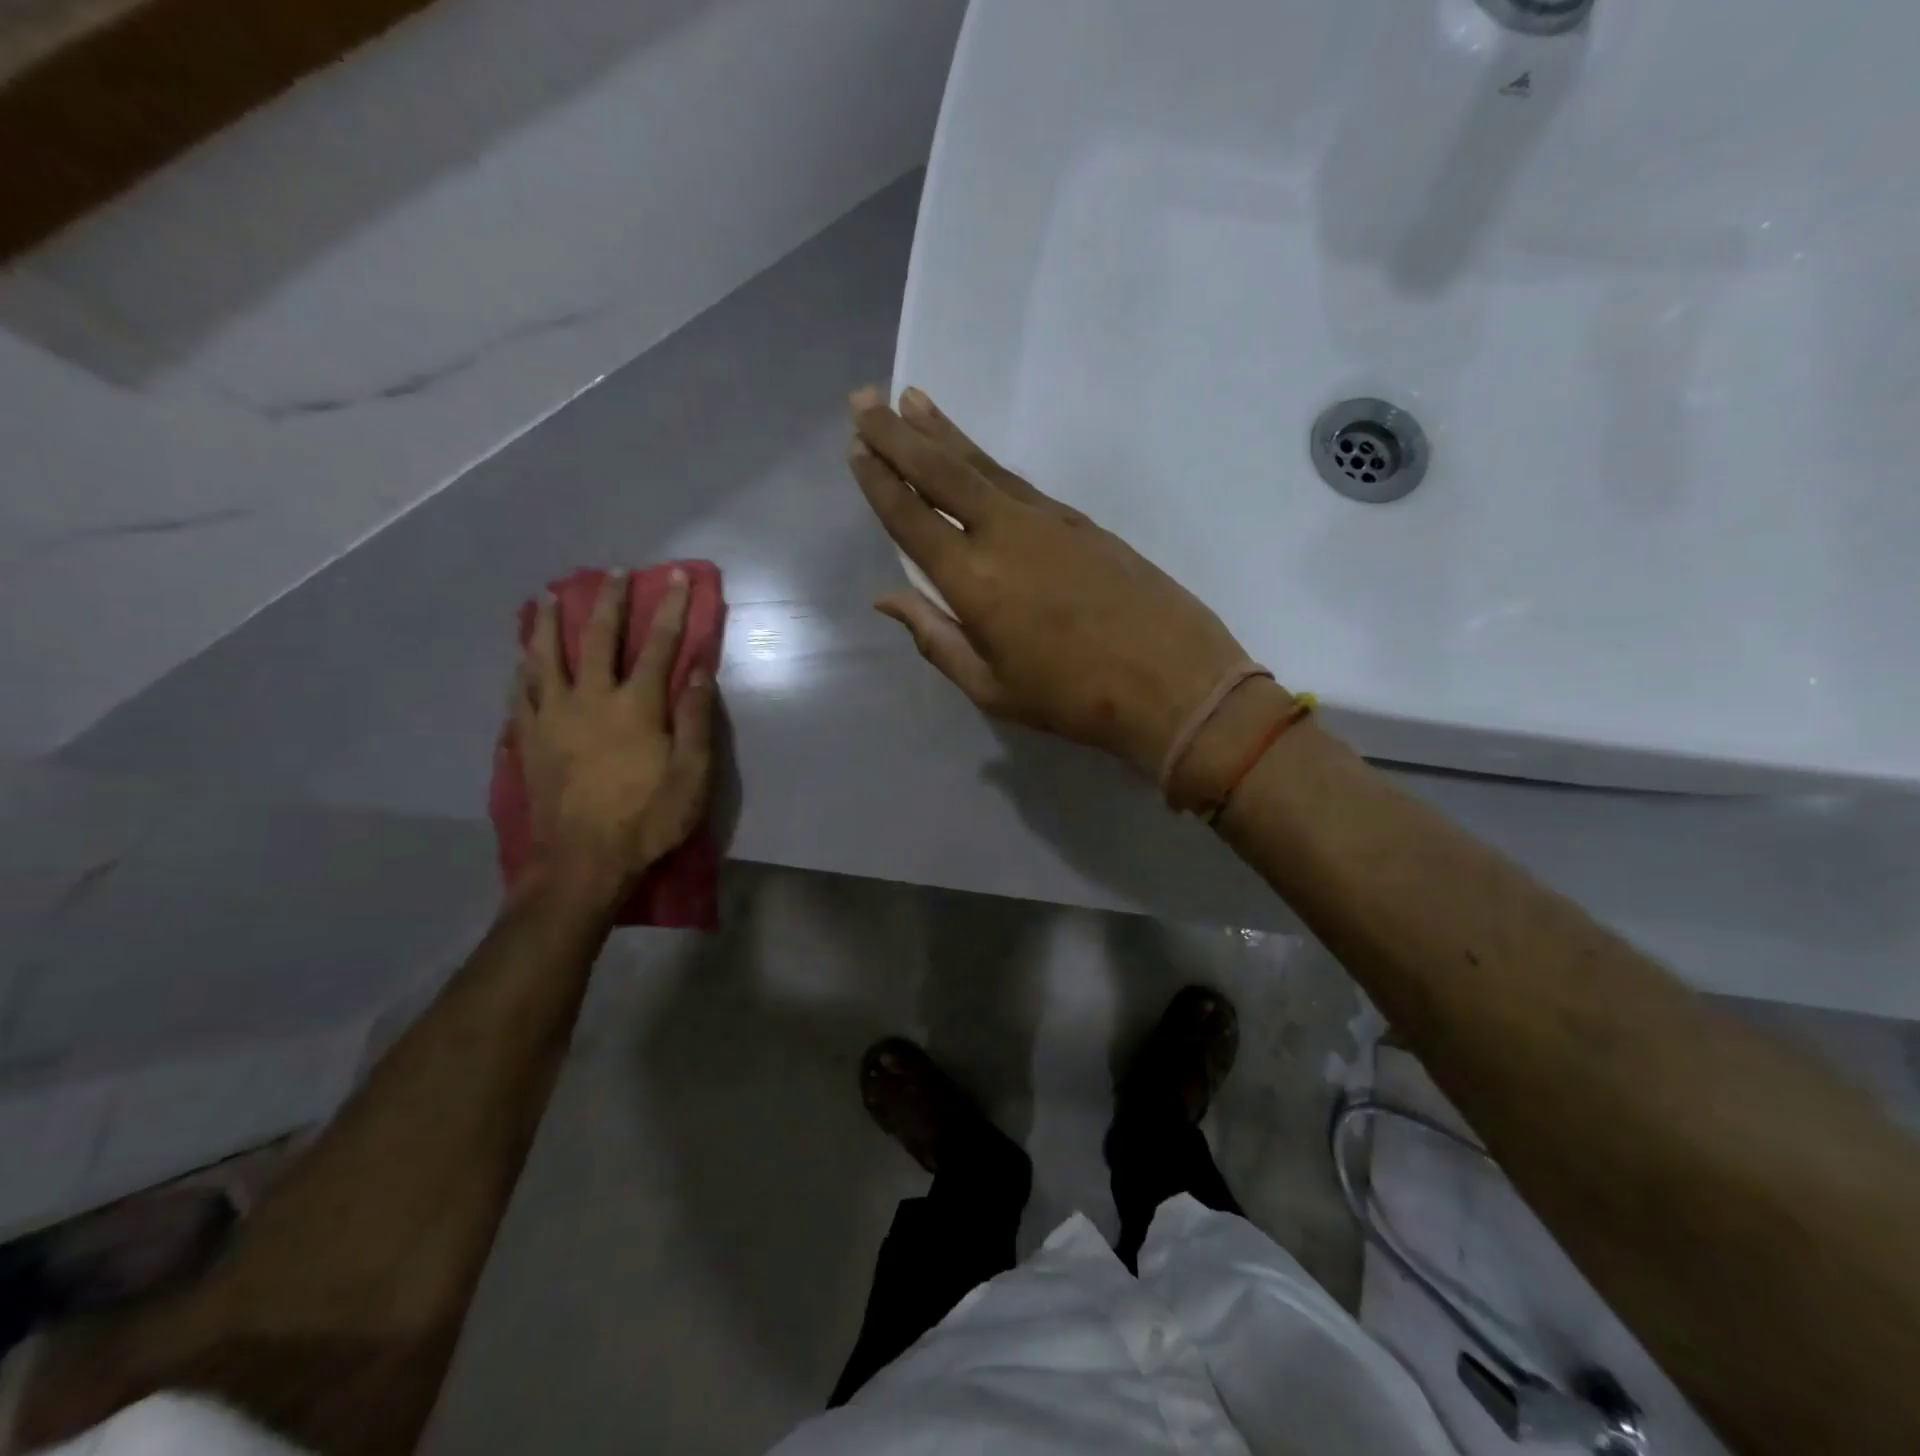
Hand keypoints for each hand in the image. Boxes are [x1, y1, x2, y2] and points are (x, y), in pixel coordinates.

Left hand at [512, 569, 714, 901]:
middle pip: (597, 638)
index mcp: (636, 707)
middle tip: (613, 573)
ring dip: (548, 622)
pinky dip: (523, 668)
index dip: (671, 610)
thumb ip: (694, 719)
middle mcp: (590, 699)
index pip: (659, 646)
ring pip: (545, 657)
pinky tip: (521, 657)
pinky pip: (521, 692)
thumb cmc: (647, 819)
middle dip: (609, 601)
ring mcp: (552, 717)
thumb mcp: (691, 775)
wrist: (582, 862)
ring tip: (546, 597)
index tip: (677, 578)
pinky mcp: (528, 739)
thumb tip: (699, 669)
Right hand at [847, 386, 1252, 777]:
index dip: (880, 482)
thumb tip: (887, 598)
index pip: (912, 518)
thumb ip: (934, 637)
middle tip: (865, 398)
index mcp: (973, 581)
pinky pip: (1018, 481)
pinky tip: (973, 456)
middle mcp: (1004, 534)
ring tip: (912, 402)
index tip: (855, 448)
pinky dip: (986, 461)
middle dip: (898, 434)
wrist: (1173, 682)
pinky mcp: (1080, 520)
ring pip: (982, 465)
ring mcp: (1047, 520)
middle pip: (942, 472)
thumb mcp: (991, 687)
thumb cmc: (1072, 699)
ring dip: (943, 433)